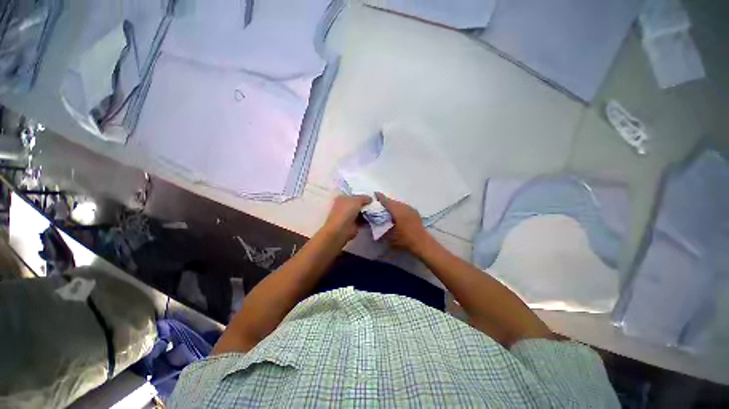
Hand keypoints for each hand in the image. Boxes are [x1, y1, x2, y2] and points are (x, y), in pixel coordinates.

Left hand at [322, 195, 371, 241]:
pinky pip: (362, 220)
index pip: (354, 195)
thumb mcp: (357, 200)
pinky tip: (375, 217)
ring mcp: (349, 216)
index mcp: (342, 198)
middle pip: (358, 204)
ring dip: (368, 212)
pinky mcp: (353, 225)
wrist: (341, 229)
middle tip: (376, 203)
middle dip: (366, 204)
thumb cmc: (346, 211)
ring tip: (378, 210)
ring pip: (360, 212)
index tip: (372, 196)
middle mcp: (345, 207)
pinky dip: (368, 219)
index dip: (362, 195)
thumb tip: (370, 199)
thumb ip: (364, 198)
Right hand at [375, 192, 431, 254]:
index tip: (375, 194)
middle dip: (386, 201)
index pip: (387, 202)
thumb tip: (374, 226)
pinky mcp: (415, 213)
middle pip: (393, 201)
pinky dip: (399, 208)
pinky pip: (405, 207)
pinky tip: (397, 214)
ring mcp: (411, 209)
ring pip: (399, 204)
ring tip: (388, 209)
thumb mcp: (389, 237)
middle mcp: (404, 207)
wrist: (422, 243)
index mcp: (397, 211)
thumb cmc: (404, 240)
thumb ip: (381, 230)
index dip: (380, 198)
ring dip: (393, 205)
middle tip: (379, 203)